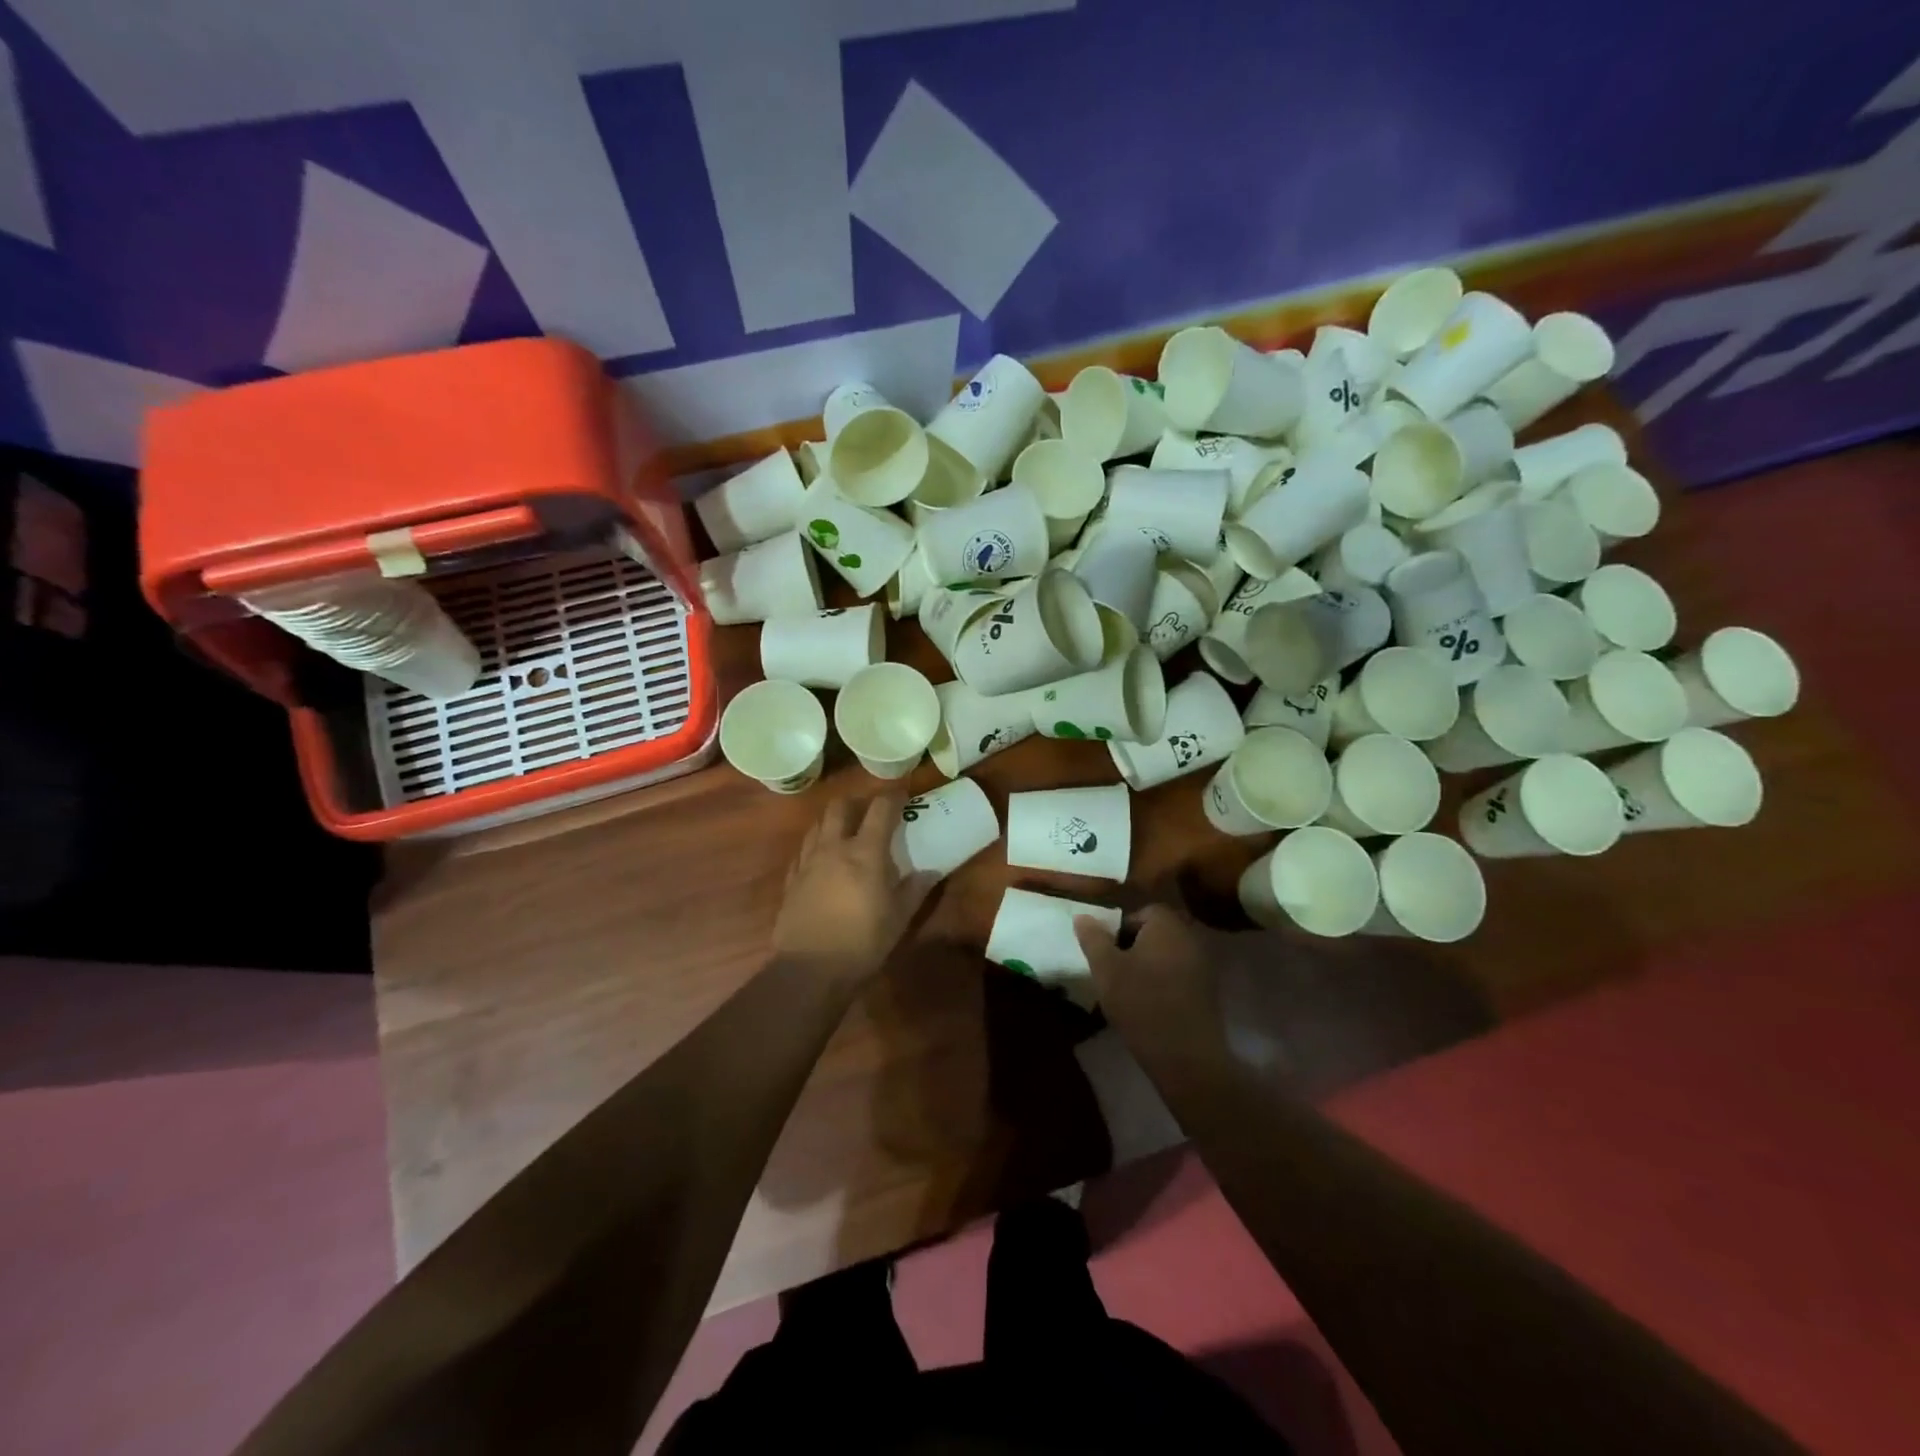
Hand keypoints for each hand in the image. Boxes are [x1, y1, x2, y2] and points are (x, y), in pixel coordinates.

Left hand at [773, 793, 937, 986]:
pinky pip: (802, 851)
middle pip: (840, 807)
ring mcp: (808, 862)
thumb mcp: (899, 919)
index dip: (893, 798)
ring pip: (817, 825)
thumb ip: (914, 890)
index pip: (881, 809)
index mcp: (865, 853)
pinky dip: (815, 846)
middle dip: (856, 802)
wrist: (810, 969)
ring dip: (833, 821)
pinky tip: (821, 860)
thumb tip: (930, 871)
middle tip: (869, 813)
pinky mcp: (791, 880)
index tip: (903, 797)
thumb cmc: (862, 942)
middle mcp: (833, 848)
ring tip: (845, 833)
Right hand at [1074, 903, 1221, 1044]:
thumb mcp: (1105, 969)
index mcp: (1166, 924)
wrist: (1185, 1055)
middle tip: (1114, 972)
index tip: (1107, 954)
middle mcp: (1190, 937)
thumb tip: (1082, 916)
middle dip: (1133, 947)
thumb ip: (1093, 938)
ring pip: (1166, 955)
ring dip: (1148, 966)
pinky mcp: (1208, 991)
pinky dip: (1163, 983)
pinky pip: (1179, 975)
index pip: (1140, 912)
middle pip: (1155, 933)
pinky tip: (1149, 1006)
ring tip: (1128, 991)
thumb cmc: (1141, 1002)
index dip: (1119, 930)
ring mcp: (1203, 964)